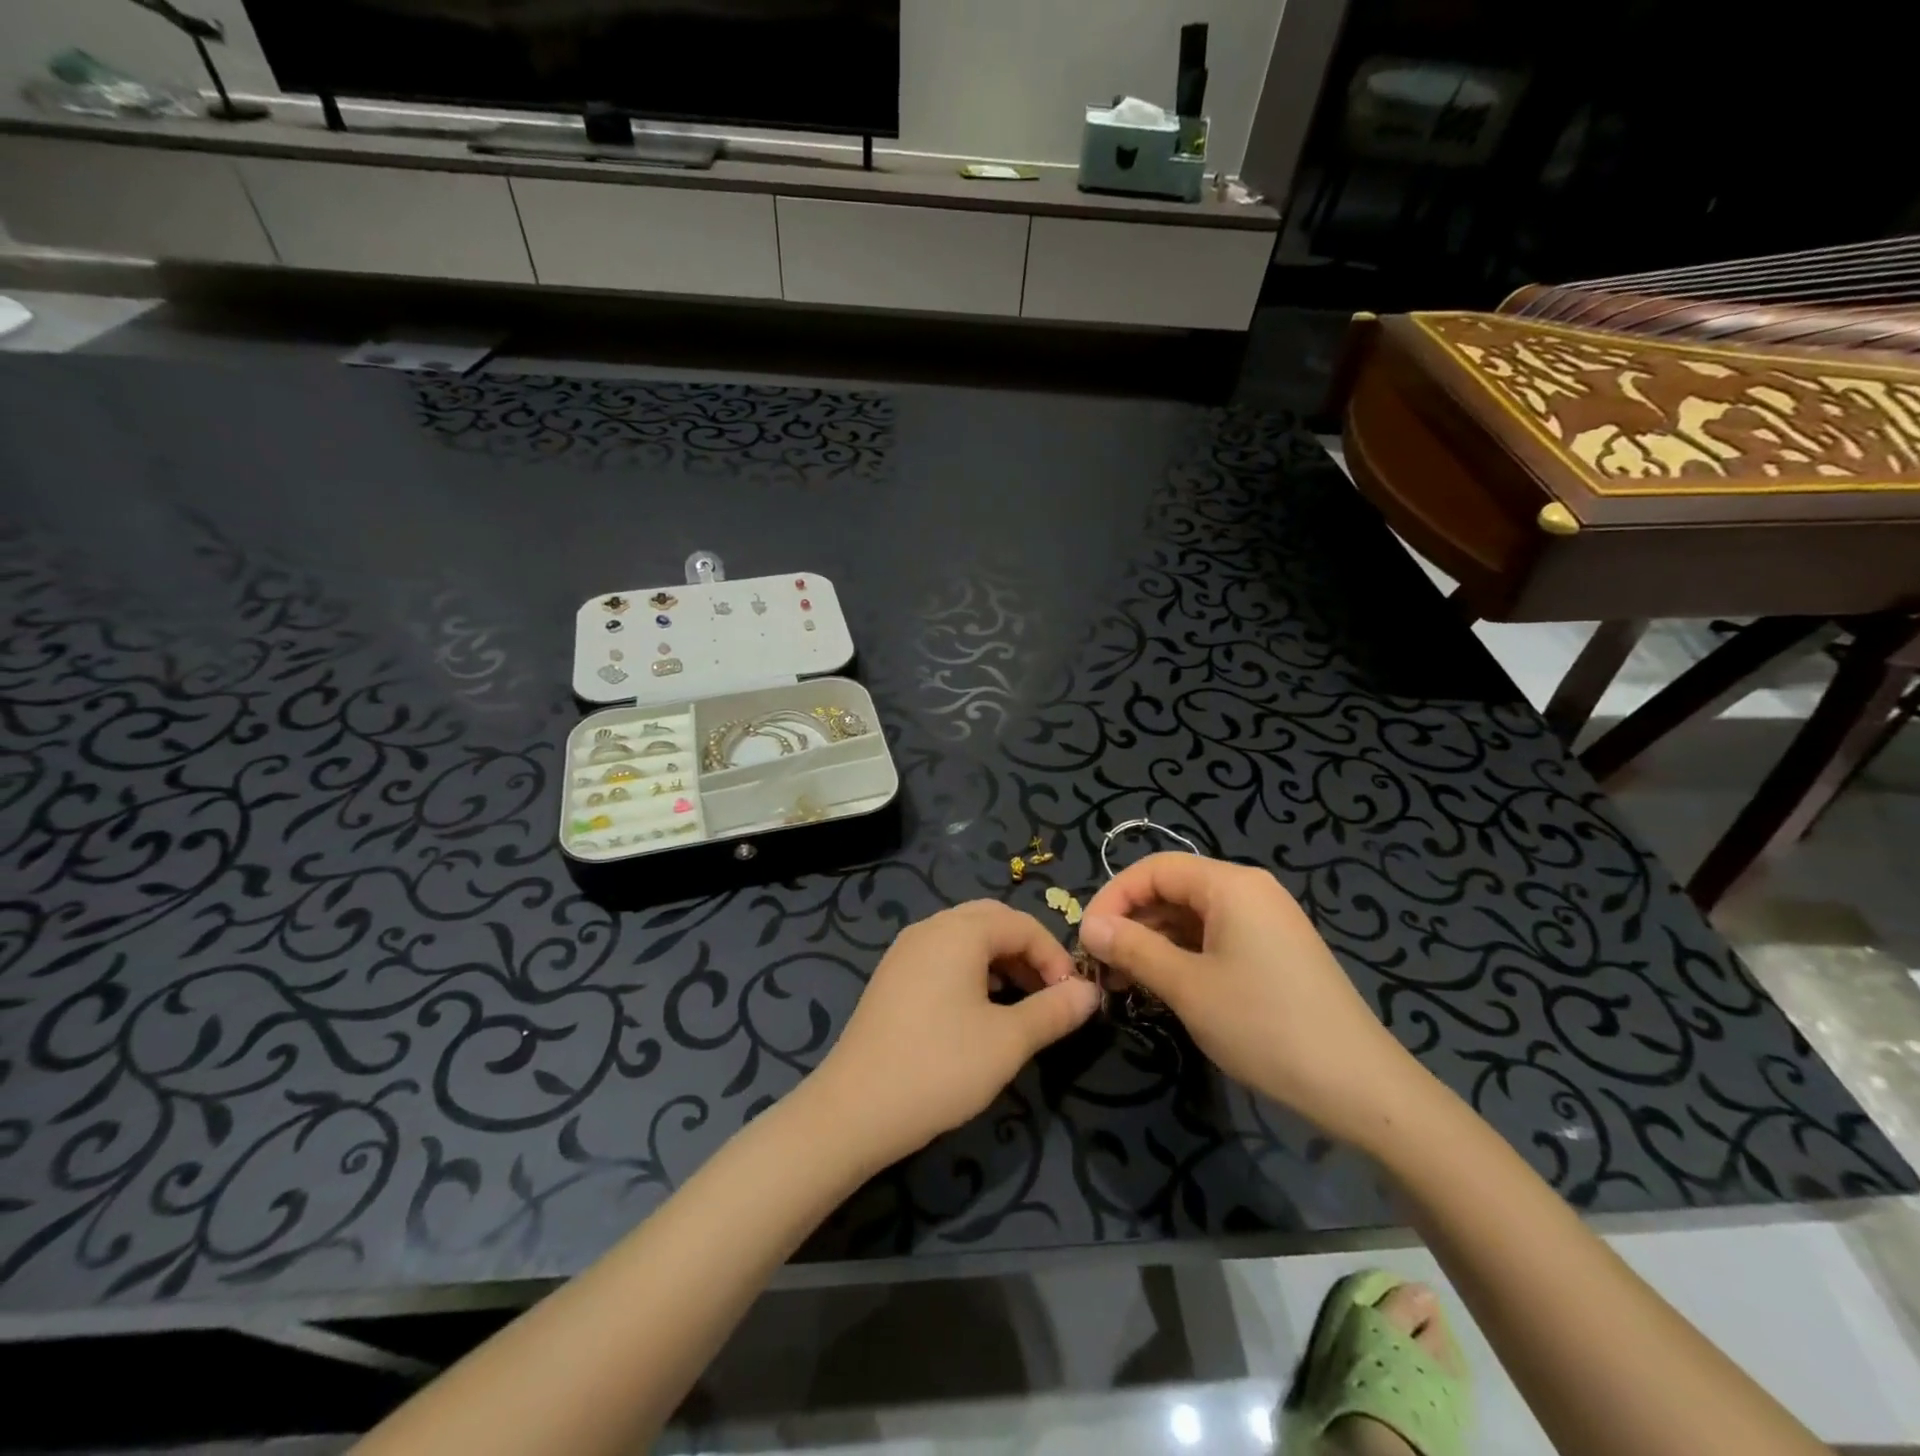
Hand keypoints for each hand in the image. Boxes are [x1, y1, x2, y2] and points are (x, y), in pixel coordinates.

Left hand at [808, 901, 1100, 1166]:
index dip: (1055, 957)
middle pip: (992, 922)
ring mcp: (905, 951)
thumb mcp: (1008, 1041)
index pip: (1022, 924)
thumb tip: (1090, 992)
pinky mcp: (892, 977)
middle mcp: (930, 928)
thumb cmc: (939, 1068)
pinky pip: (942, 956)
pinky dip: (971, 971)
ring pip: (966, 939)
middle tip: (1049, 994)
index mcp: (959, 931)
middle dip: (1028, 952)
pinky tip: (979, 1012)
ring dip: (1000, 961)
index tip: (1073, 999)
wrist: (853, 1110)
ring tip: (1020, 1006)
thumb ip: (1054, 1011)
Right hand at [1079, 854, 1426, 1147]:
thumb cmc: (1265, 1027)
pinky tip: (1163, 985)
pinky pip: (1216, 937)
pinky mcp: (1275, 951)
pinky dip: (1183, 955)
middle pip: (1173, 889)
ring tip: (1124, 979)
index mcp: (1231, 885)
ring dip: (1154, 941)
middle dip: (1132, 921)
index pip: (1154, 869)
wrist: (1361, 1088)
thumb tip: (1090, 926)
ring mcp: (1266, 921)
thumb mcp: (1188, 987)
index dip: (1113, 897)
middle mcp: (1250, 891)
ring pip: (1192, 916)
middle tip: (1100, 964)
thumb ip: (1134, 949)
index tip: (1086, 938)